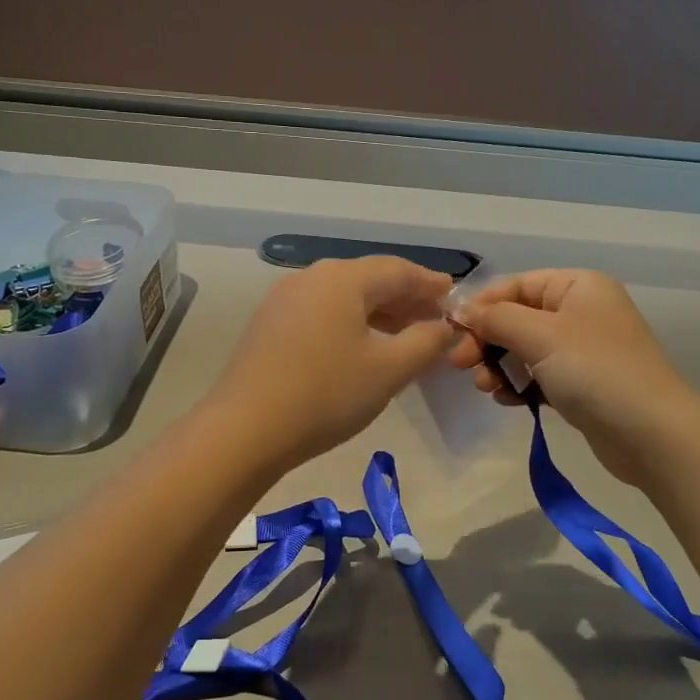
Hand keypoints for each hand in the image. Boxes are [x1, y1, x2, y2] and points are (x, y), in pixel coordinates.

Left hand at [208, 256, 455, 469]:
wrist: (245, 430)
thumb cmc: (326, 394)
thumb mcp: (388, 370)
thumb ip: (425, 343)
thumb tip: (444, 327)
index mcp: (341, 278)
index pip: (397, 270)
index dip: (430, 283)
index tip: (453, 298)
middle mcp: (311, 278)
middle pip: (368, 279)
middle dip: (405, 298)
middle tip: (434, 319)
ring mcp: (283, 300)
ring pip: (343, 297)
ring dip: (378, 312)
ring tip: (404, 335)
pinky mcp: (268, 325)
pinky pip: (321, 312)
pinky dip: (350, 323)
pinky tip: (361, 348)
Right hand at [446, 269, 692, 483]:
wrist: (651, 434)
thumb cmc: (595, 370)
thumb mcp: (539, 335)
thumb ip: (495, 318)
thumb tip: (461, 309)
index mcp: (577, 286)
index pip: (516, 285)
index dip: (482, 305)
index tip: (453, 330)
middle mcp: (580, 311)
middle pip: (517, 317)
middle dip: (487, 340)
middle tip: (461, 365)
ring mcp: (581, 350)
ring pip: (523, 349)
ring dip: (498, 366)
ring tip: (487, 388)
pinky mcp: (580, 384)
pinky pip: (537, 376)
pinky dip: (518, 385)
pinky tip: (508, 401)